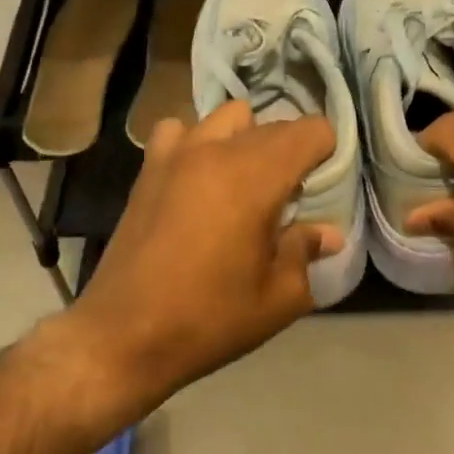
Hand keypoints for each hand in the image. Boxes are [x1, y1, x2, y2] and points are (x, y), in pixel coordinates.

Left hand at [65, 100, 341, 408]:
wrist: (123, 335)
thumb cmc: (210, 318)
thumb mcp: (278, 298)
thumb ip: (306, 252)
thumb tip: (330, 234)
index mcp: (258, 177)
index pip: (311, 130)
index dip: (327, 152)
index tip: (322, 185)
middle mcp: (219, 150)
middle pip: (274, 125)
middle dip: (292, 151)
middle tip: (291, 196)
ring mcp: (179, 153)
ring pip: (229, 118)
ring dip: (247, 139)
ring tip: (245, 180)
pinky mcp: (149, 167)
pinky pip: (180, 130)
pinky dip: (197, 141)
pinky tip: (198, 176)